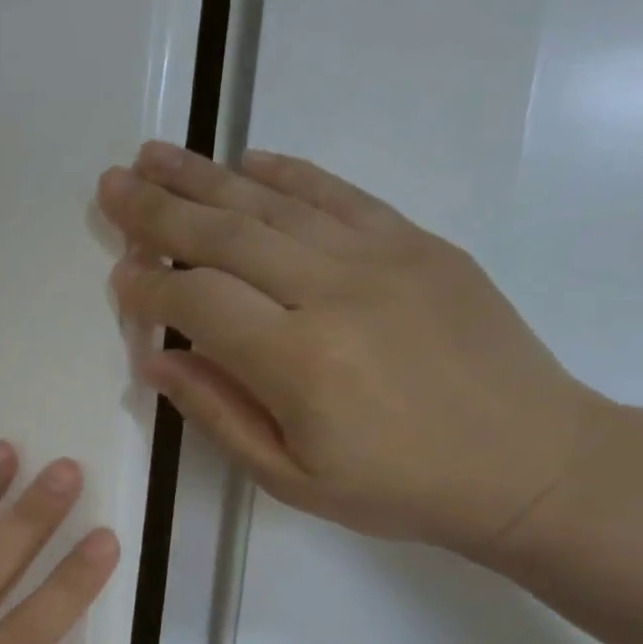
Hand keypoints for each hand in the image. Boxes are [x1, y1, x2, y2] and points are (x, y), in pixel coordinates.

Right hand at [97, 141, 608, 554]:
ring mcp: (383, 257)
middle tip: (111, 184)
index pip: (199, 302)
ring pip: (275, 203)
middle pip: (227, 235)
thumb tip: (156, 362)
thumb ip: (218, 413)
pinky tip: (247, 160)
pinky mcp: (419, 243)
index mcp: (299, 361)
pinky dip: (288, 173)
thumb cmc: (397, 488)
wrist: (531, 462)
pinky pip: (340, 194)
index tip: (119, 278)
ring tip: (154, 156)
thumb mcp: (290, 479)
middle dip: (159, 210)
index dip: (150, 288)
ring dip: (207, 176)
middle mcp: (335, 292)